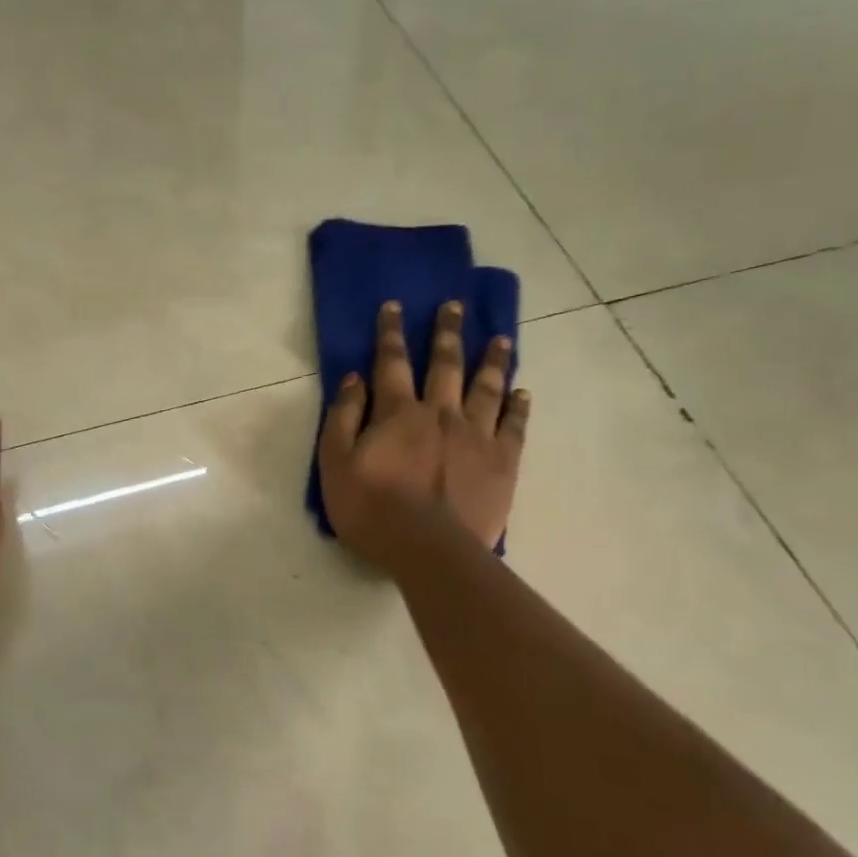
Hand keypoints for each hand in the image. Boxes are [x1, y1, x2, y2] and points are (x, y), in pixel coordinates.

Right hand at [318, 298, 529, 565]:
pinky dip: (518, 406)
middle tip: (455, 306)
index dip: (390, 333)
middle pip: (446, 364)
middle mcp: (440, 412)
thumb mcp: (335, 464)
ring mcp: (476, 435)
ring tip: (501, 340)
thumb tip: (354, 379)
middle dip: (447, 333)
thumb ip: (343, 418)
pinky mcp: (502, 462)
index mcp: (398, 413)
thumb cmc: (372, 509)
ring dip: (492, 361)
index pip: (391, 363)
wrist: (428, 549)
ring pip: (486, 388)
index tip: (394, 306)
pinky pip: (513, 426)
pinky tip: (522, 392)